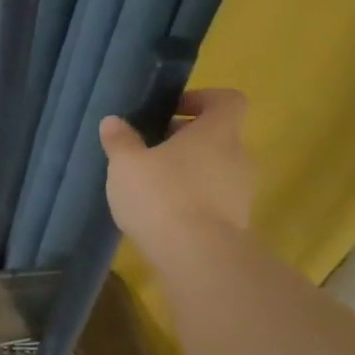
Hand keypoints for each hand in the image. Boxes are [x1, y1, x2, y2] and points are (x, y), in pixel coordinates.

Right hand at [98, 89, 254, 261]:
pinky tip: (163, 214)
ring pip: (215, 169)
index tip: (171, 110)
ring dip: (188, 171)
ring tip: (152, 186)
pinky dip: (193, 200)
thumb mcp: (126, 164)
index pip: (227, 100)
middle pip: (218, 136)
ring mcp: (241, 191)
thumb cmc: (162, 195)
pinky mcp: (237, 221)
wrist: (197, 256)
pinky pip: (214, 199)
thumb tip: (113, 121)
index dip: (202, 99)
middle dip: (185, 140)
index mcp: (217, 132)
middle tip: (150, 150)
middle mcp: (238, 156)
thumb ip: (120, 140)